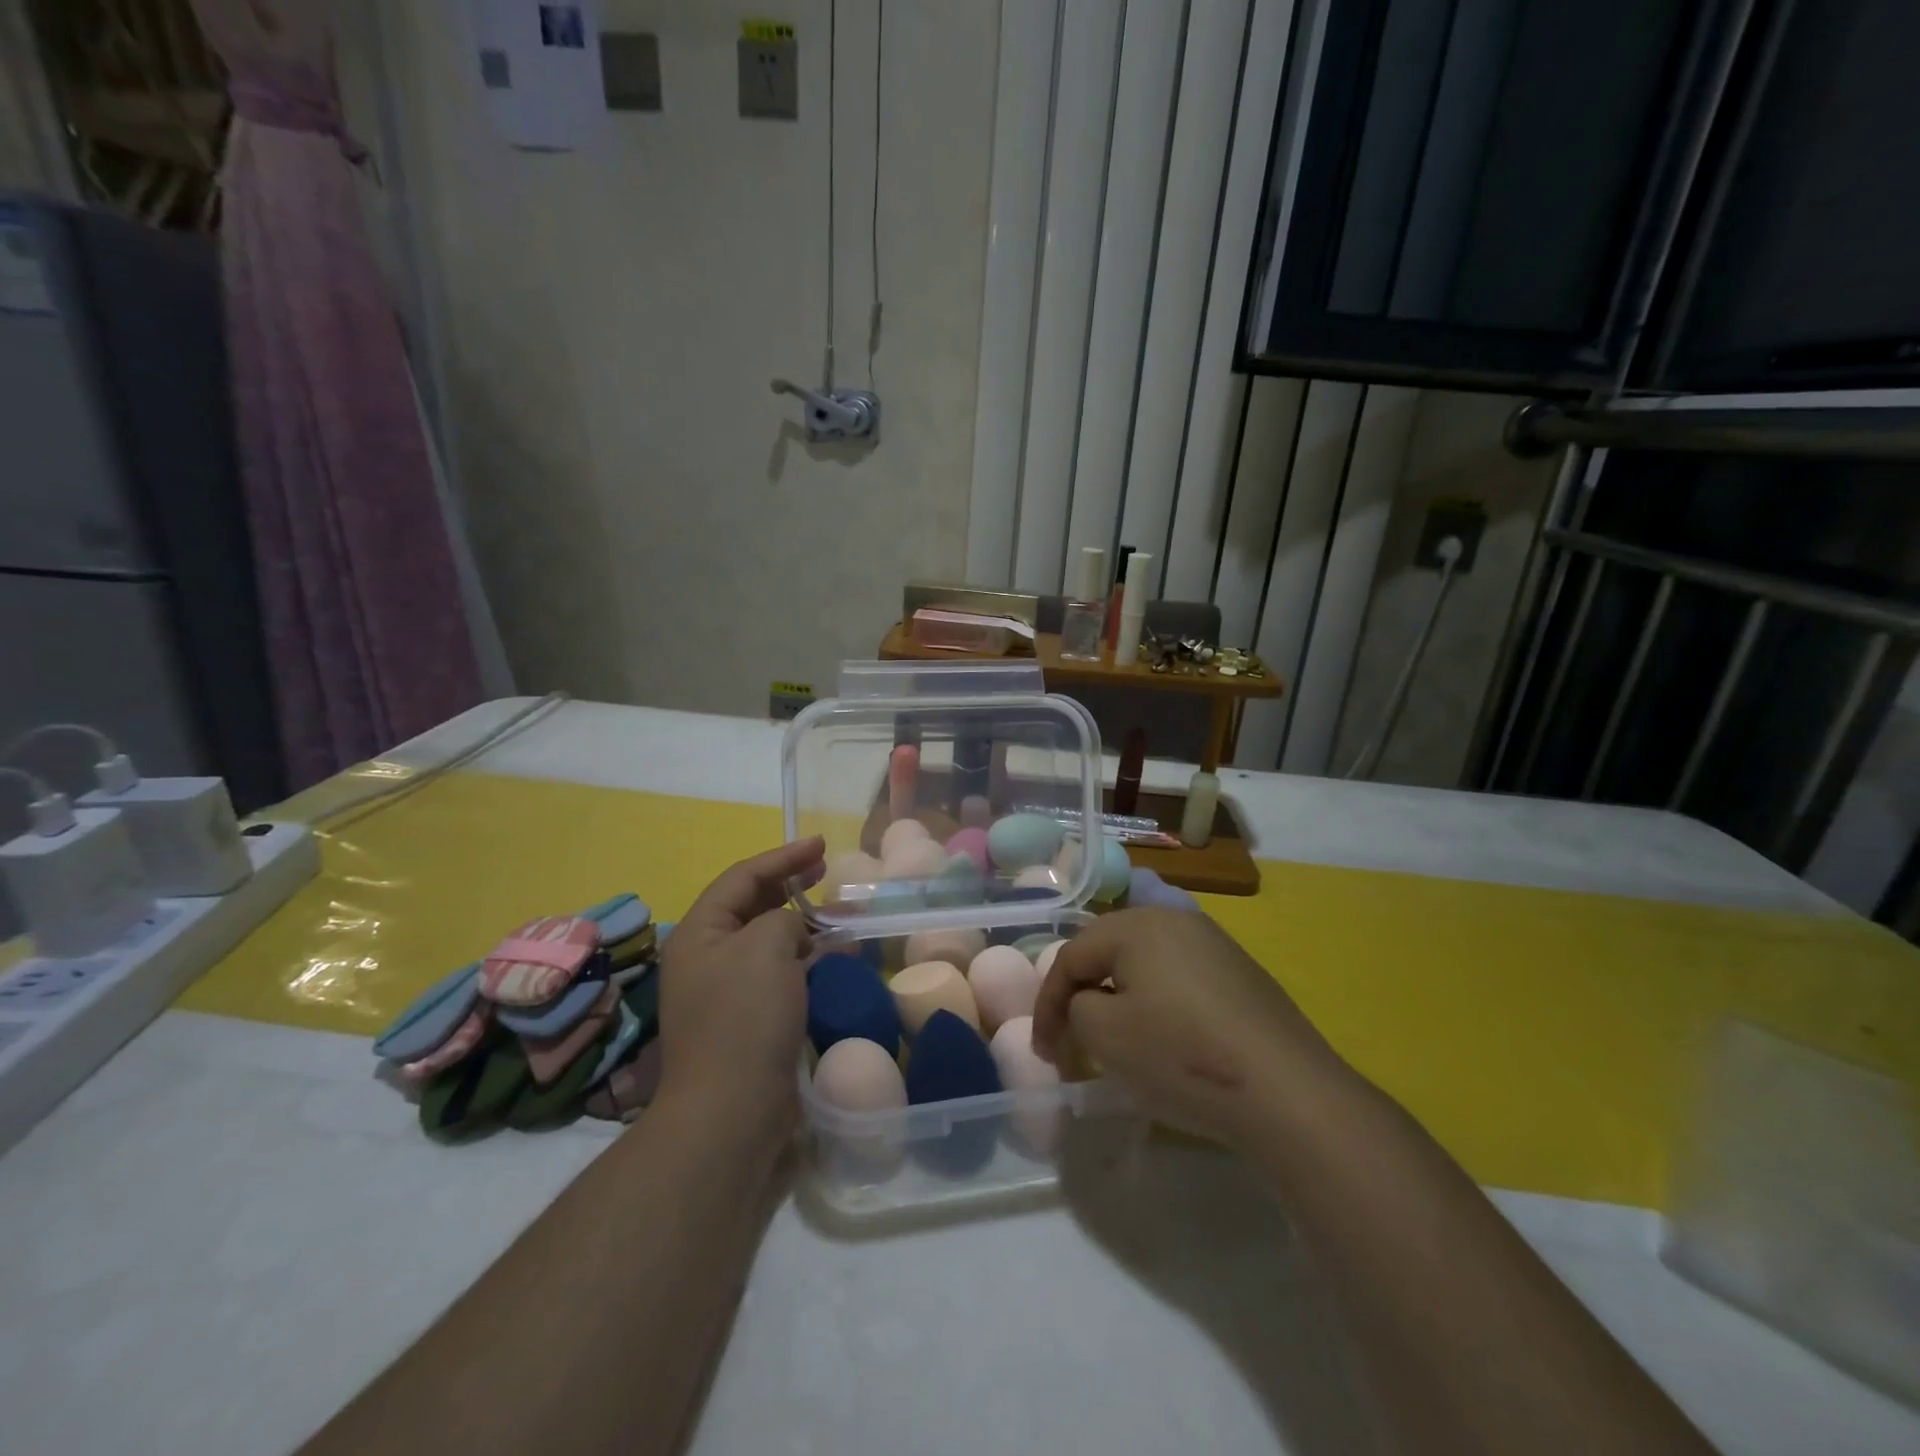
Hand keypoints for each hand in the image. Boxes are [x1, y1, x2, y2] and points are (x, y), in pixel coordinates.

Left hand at [655, 837, 824, 1148]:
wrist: (732, 1110)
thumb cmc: (745, 1016)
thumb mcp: (767, 947)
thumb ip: (784, 919)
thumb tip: (793, 932)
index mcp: (700, 932)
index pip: (742, 877)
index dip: (784, 857)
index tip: (822, 845)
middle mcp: (707, 957)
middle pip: (752, 906)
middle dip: (791, 886)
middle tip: (826, 872)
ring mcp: (726, 991)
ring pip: (769, 941)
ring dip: (804, 925)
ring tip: (841, 916)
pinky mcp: (748, 1020)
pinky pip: (780, 973)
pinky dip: (807, 960)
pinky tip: (836, 959)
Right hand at [1032, 908, 1354, 1149]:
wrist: (1287, 1091)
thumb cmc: (1182, 1055)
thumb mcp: (1105, 1035)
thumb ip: (1075, 1009)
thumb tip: (1086, 1004)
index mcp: (1136, 923)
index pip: (1071, 956)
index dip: (1048, 1004)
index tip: (1043, 1052)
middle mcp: (1174, 918)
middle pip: (1107, 951)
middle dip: (1081, 995)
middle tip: (1070, 1039)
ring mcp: (1213, 943)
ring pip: (1144, 963)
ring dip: (1118, 997)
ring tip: (1112, 1039)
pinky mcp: (1240, 972)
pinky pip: (1178, 977)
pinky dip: (1156, 1003)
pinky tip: (1164, 1038)